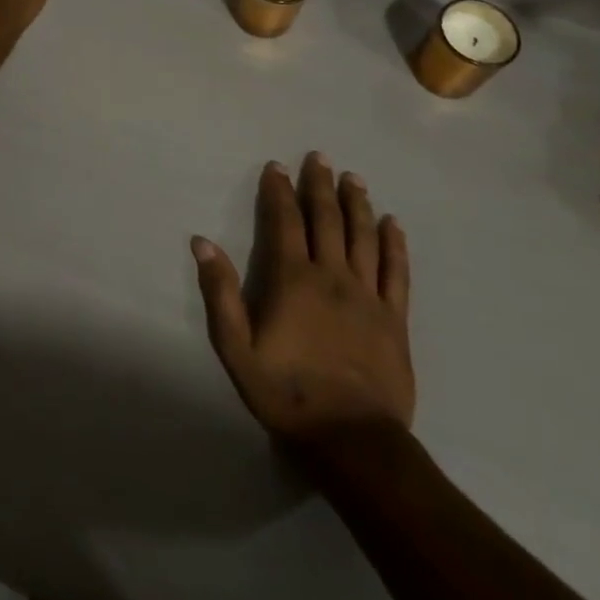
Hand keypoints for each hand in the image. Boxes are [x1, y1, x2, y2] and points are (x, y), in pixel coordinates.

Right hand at [193, 155, 414, 457]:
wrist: (353, 442)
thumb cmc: (287, 393)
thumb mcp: (236, 348)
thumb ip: (220, 293)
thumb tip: (202, 242)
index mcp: (293, 279)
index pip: (285, 222)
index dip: (279, 191)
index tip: (277, 166)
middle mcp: (332, 276)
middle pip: (327, 220)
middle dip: (320, 185)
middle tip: (319, 157)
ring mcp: (368, 296)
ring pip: (363, 237)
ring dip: (357, 204)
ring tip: (353, 178)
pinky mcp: (395, 319)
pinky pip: (397, 273)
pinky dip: (394, 245)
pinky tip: (393, 224)